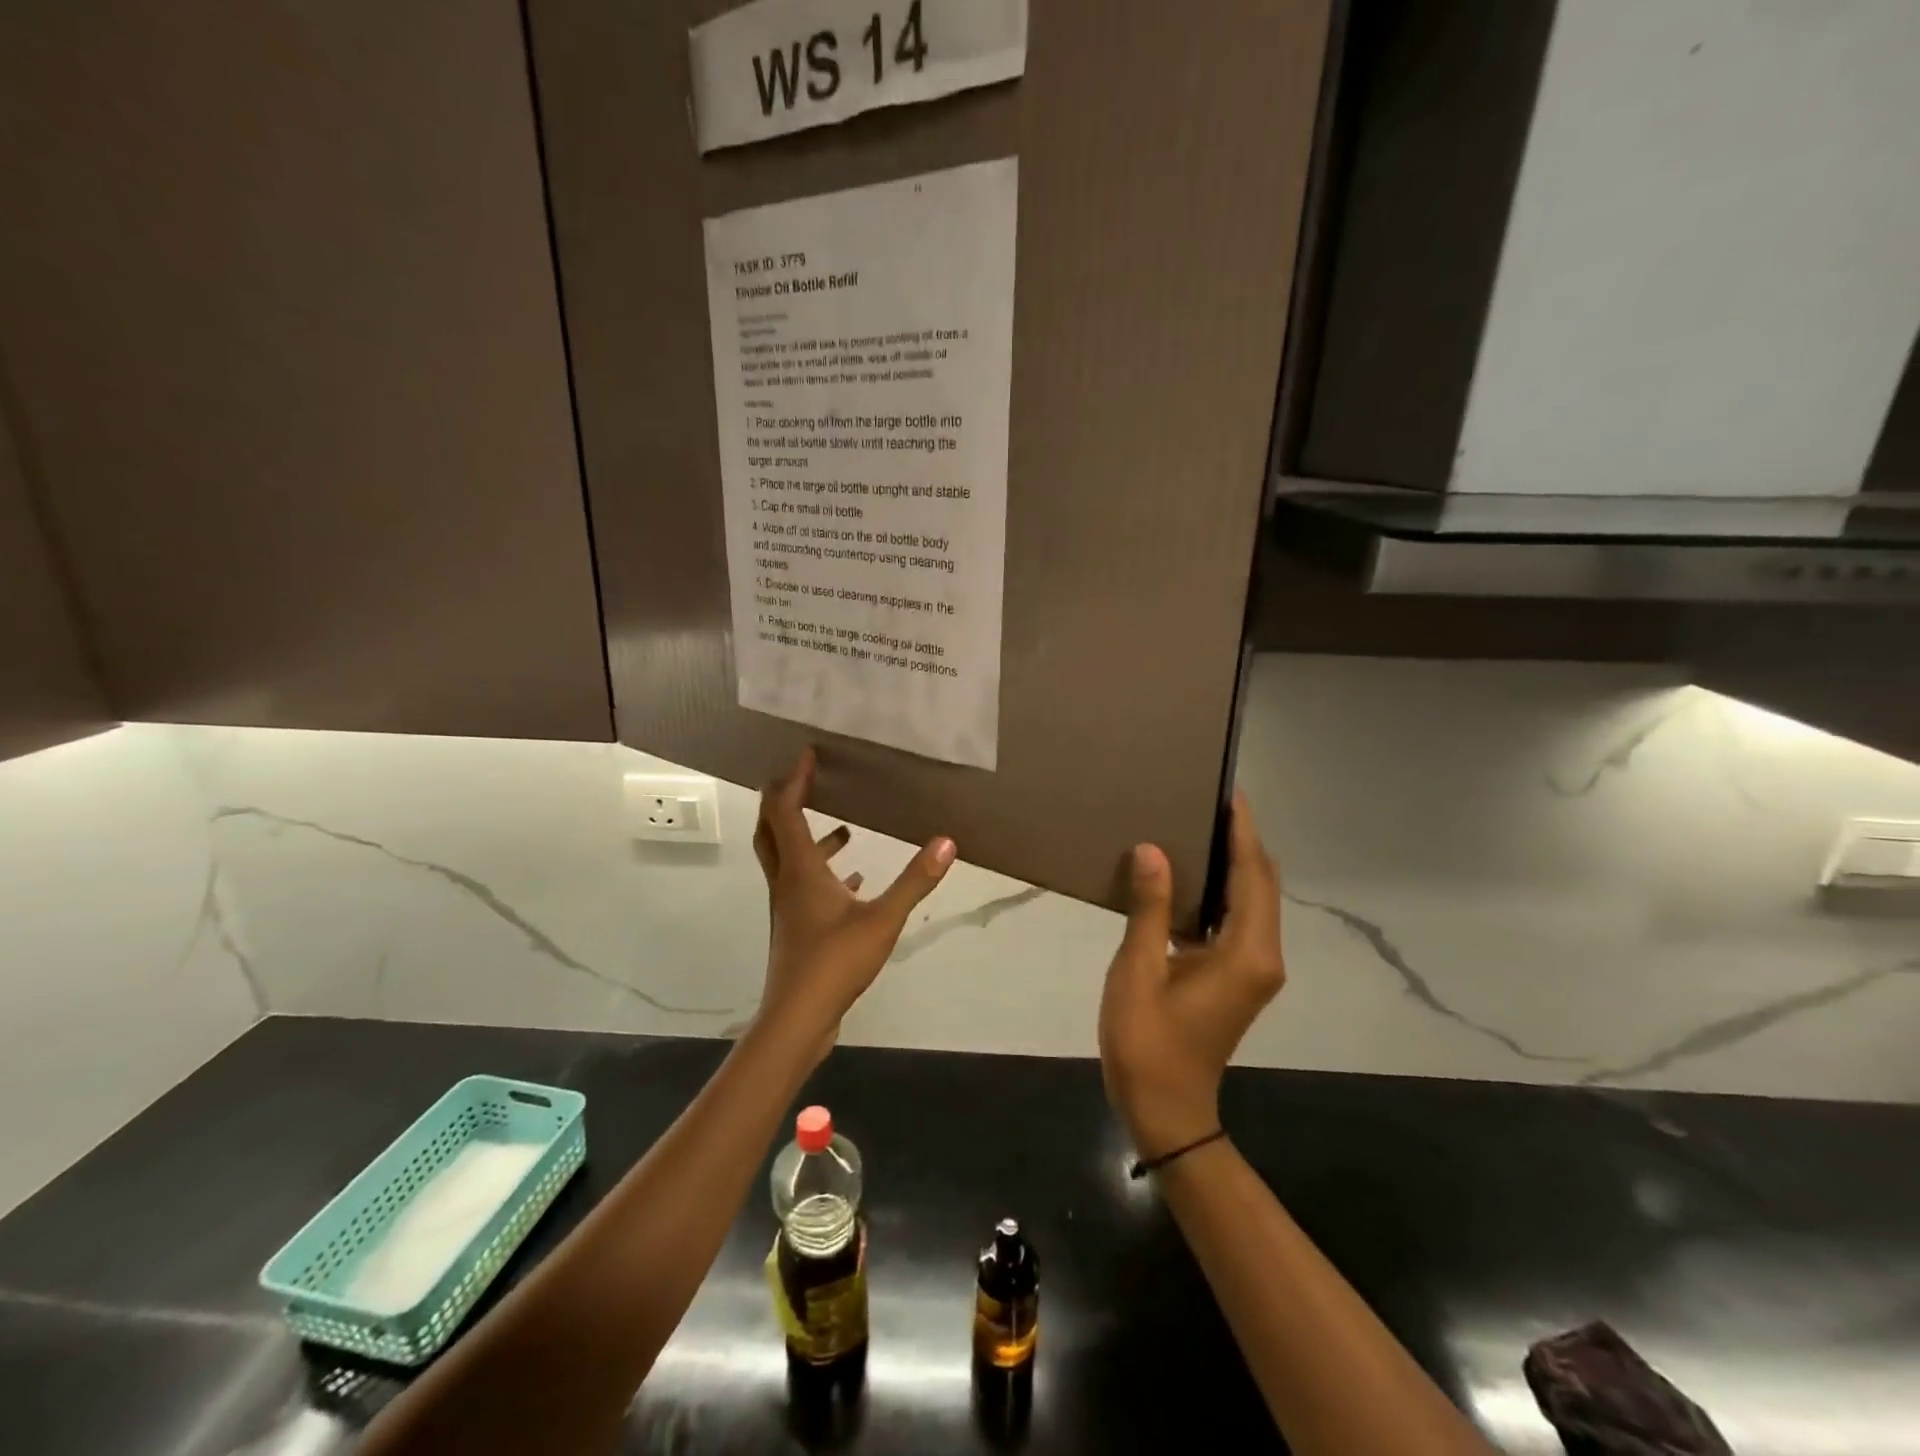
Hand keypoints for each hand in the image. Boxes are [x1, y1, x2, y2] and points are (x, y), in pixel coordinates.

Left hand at [752, 748, 956, 1058]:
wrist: (798, 1018)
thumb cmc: (835, 962)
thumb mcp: (883, 919)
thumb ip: (915, 881)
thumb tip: (947, 842)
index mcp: (801, 869)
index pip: (786, 810)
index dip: (794, 779)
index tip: (807, 754)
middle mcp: (787, 881)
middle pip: (772, 829)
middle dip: (784, 799)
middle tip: (806, 780)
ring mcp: (789, 906)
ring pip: (788, 858)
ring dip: (808, 837)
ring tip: (844, 828)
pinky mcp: (797, 927)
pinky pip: (804, 886)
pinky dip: (824, 872)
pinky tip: (853, 880)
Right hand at [1098, 791, 1284, 1157]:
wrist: (1166, 1110)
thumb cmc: (1148, 1042)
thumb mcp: (1139, 971)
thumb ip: (1149, 908)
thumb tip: (1153, 850)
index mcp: (1246, 952)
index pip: (1253, 875)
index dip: (1243, 831)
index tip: (1228, 791)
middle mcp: (1261, 956)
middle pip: (1260, 884)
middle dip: (1241, 841)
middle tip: (1206, 799)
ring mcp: (1252, 969)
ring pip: (1250, 901)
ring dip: (1232, 864)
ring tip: (1196, 826)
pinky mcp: (1237, 977)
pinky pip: (1235, 920)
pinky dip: (1219, 891)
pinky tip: (1186, 876)